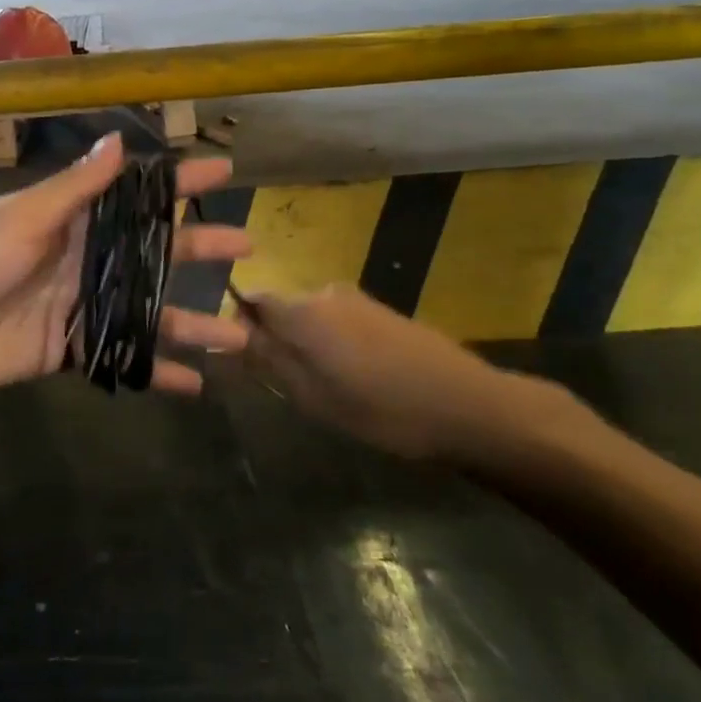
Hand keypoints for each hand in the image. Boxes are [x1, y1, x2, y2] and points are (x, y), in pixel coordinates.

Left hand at [0, 135, 252, 395]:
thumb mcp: (24, 218)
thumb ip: (73, 189)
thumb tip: (119, 142)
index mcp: (73, 219)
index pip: (135, 194)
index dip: (177, 184)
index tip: (223, 173)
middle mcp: (86, 258)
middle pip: (154, 251)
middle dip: (199, 248)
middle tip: (246, 246)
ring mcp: (82, 305)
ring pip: (149, 311)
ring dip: (191, 322)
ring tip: (239, 336)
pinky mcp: (71, 348)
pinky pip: (122, 357)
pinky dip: (155, 371)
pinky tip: (194, 385)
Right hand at [243, 285, 584, 462]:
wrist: (468, 405)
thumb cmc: (381, 408)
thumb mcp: (312, 396)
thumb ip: (269, 359)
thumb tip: (232, 334)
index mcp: (301, 310)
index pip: (250, 299)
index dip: (240, 325)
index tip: (248, 360)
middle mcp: (323, 293)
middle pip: (280, 308)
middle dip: (276, 338)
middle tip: (289, 384)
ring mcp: (356, 299)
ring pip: (310, 316)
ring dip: (307, 344)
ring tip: (327, 387)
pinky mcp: (381, 311)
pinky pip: (338, 321)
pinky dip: (334, 344)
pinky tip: (357, 378)